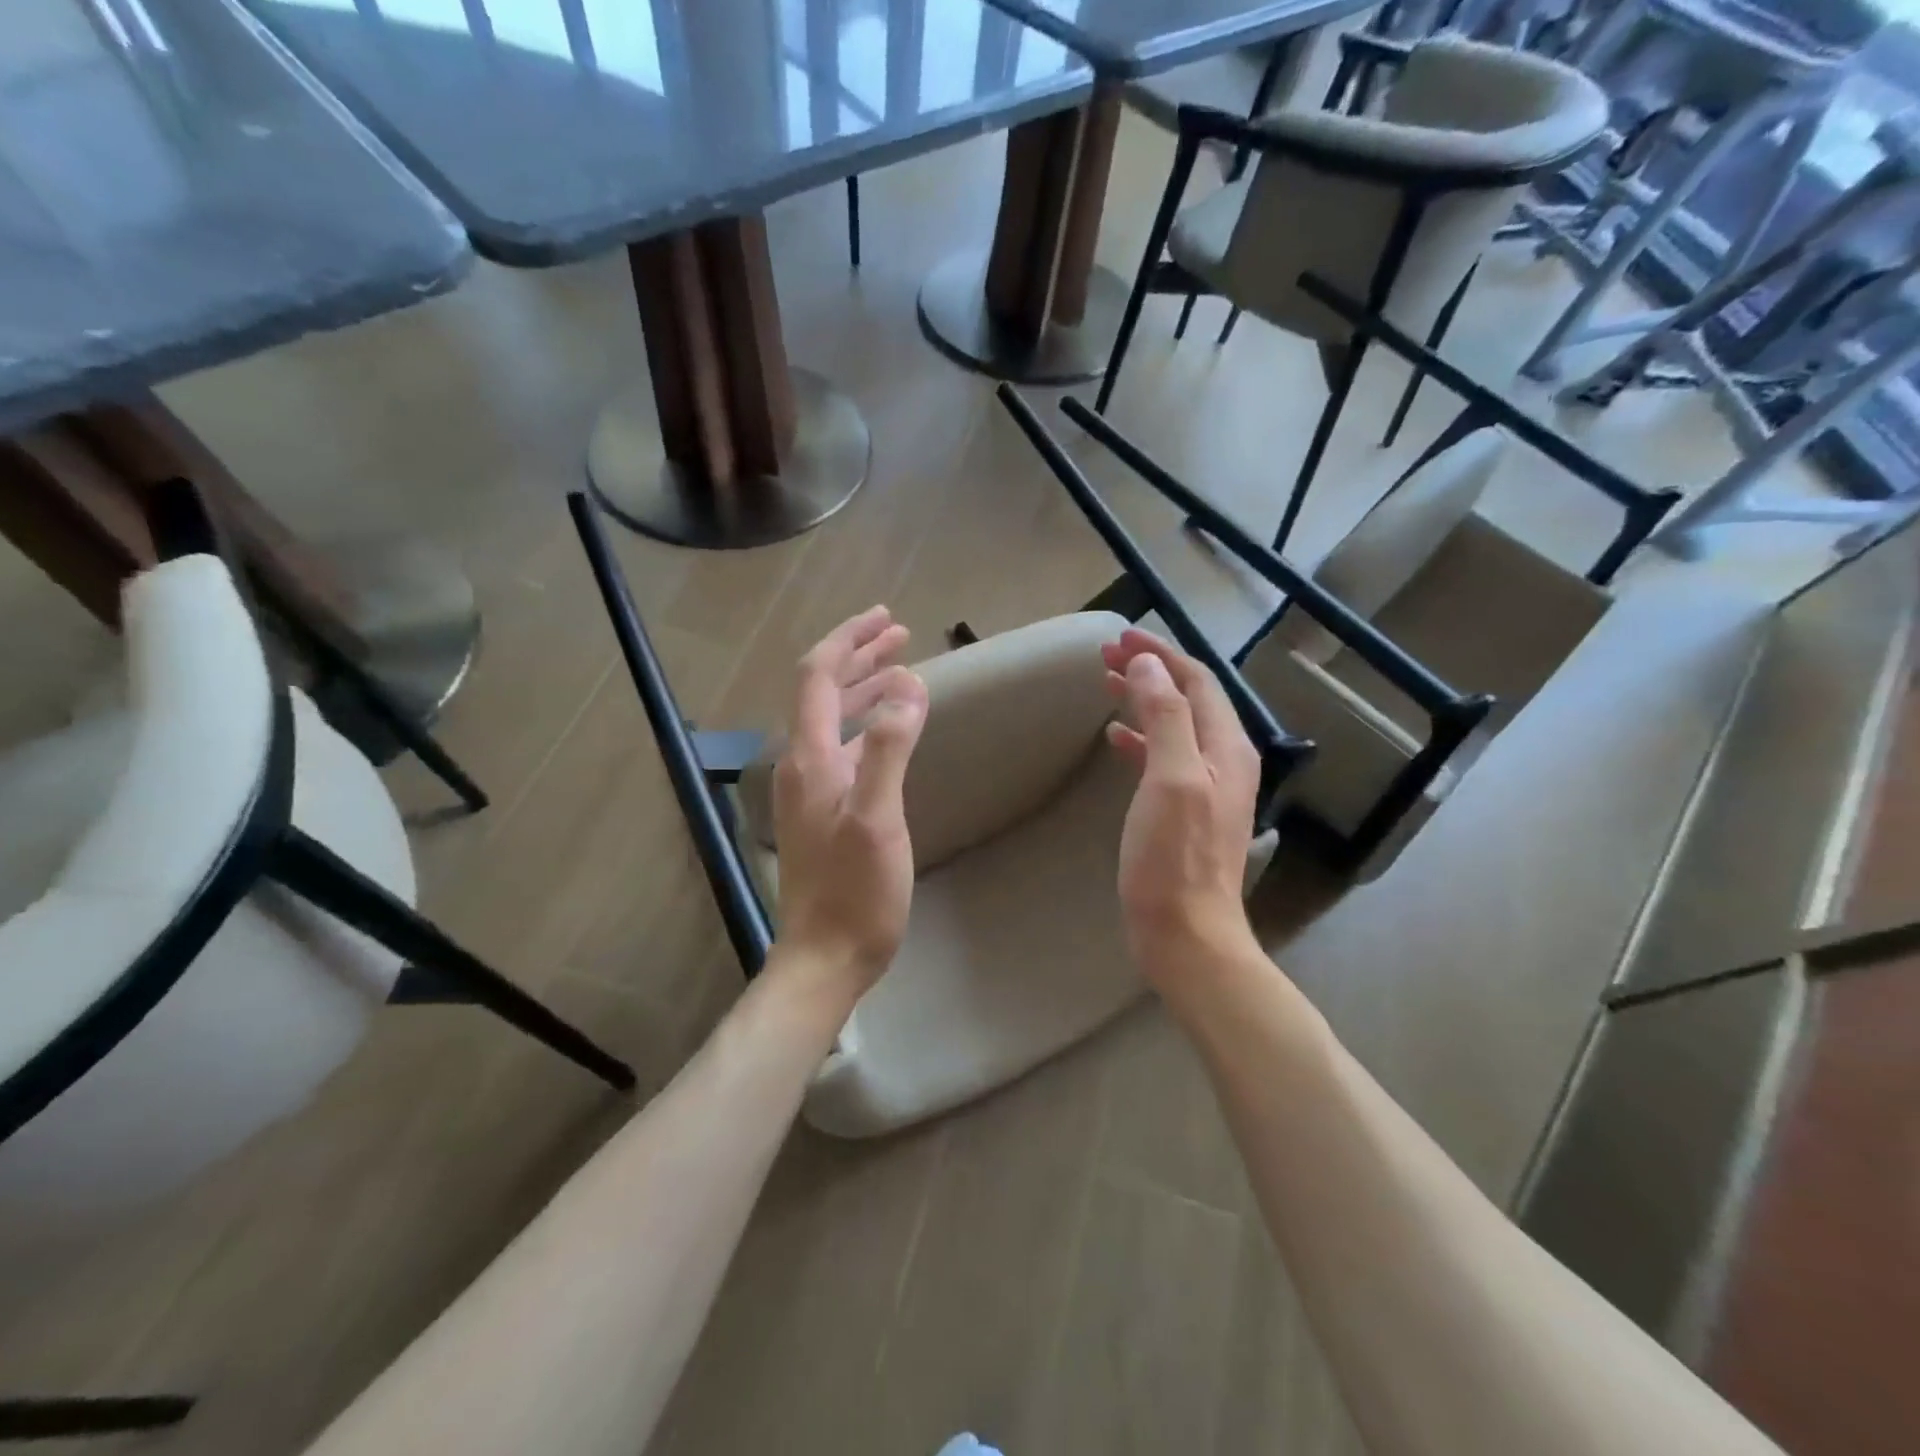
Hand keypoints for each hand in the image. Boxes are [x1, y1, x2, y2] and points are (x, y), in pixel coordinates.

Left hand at [771, 607, 928, 1000]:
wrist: (826, 957)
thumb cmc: (855, 892)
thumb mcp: (878, 818)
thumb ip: (888, 749)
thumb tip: (907, 686)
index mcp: (810, 758)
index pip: (819, 677)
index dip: (848, 641)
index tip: (886, 618)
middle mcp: (801, 765)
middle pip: (823, 692)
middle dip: (859, 657)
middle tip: (899, 634)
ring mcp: (809, 790)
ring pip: (833, 720)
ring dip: (864, 688)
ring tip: (902, 670)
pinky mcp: (822, 812)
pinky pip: (842, 747)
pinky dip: (866, 723)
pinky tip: (889, 730)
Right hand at [1103, 629, 1261, 979]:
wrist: (1187, 933)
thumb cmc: (1175, 857)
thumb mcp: (1172, 778)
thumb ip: (1166, 718)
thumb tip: (1151, 667)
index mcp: (1226, 747)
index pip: (1197, 681)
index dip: (1161, 654)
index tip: (1119, 638)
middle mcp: (1223, 761)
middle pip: (1188, 699)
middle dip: (1151, 671)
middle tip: (1107, 656)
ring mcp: (1206, 789)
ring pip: (1175, 726)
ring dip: (1144, 700)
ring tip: (1108, 684)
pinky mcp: (1185, 812)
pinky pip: (1164, 757)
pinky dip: (1140, 739)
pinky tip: (1115, 740)